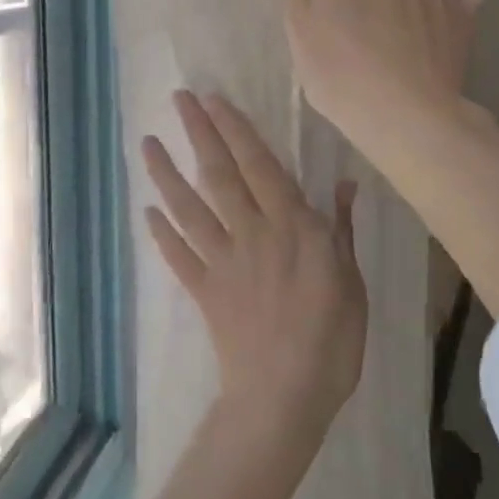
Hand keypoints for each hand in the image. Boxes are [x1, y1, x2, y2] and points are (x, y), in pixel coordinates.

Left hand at [142, 91, 366, 498]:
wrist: (284, 398)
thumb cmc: (332, 339)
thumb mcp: (352, 280)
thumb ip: (341, 229)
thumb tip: (344, 182)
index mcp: (292, 227)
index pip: (260, 165)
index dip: (236, 130)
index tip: (215, 99)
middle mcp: (252, 233)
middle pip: (220, 175)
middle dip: (199, 134)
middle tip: (178, 100)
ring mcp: (223, 261)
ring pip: (190, 209)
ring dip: (167, 175)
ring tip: (148, 144)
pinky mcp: (204, 291)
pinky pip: (179, 256)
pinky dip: (161, 233)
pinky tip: (146, 211)